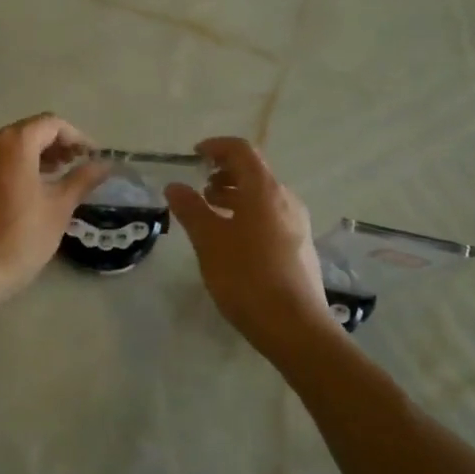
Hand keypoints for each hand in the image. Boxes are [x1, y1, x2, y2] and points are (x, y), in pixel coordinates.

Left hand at [0, 114, 109, 302]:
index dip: (76, 137)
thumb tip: (104, 164)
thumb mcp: (59, 207)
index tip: (91, 157)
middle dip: (55, 145)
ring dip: (34, 157)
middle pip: (27, 132)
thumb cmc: (22, 237)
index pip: (51, 124)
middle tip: (75, 167)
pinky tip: (25, 195)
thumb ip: (82, 179)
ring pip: (7, 149)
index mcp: (14, 143)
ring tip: (54, 180)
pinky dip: (12, 170)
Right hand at [165, 137, 342, 360]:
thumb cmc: (246, 276)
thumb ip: (190, 208)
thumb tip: (175, 185)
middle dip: (224, 173)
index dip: (216, 146)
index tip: (194, 155)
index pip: (241, 150)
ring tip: (210, 213)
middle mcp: (285, 199)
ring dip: (235, 195)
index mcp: (264, 189)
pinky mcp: (300, 246)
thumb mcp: (209, 240)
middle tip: (199, 187)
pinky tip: (232, 240)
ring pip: (263, 196)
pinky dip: (248, 214)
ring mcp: (297, 223)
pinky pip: (270, 216)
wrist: (295, 326)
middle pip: (254, 171)